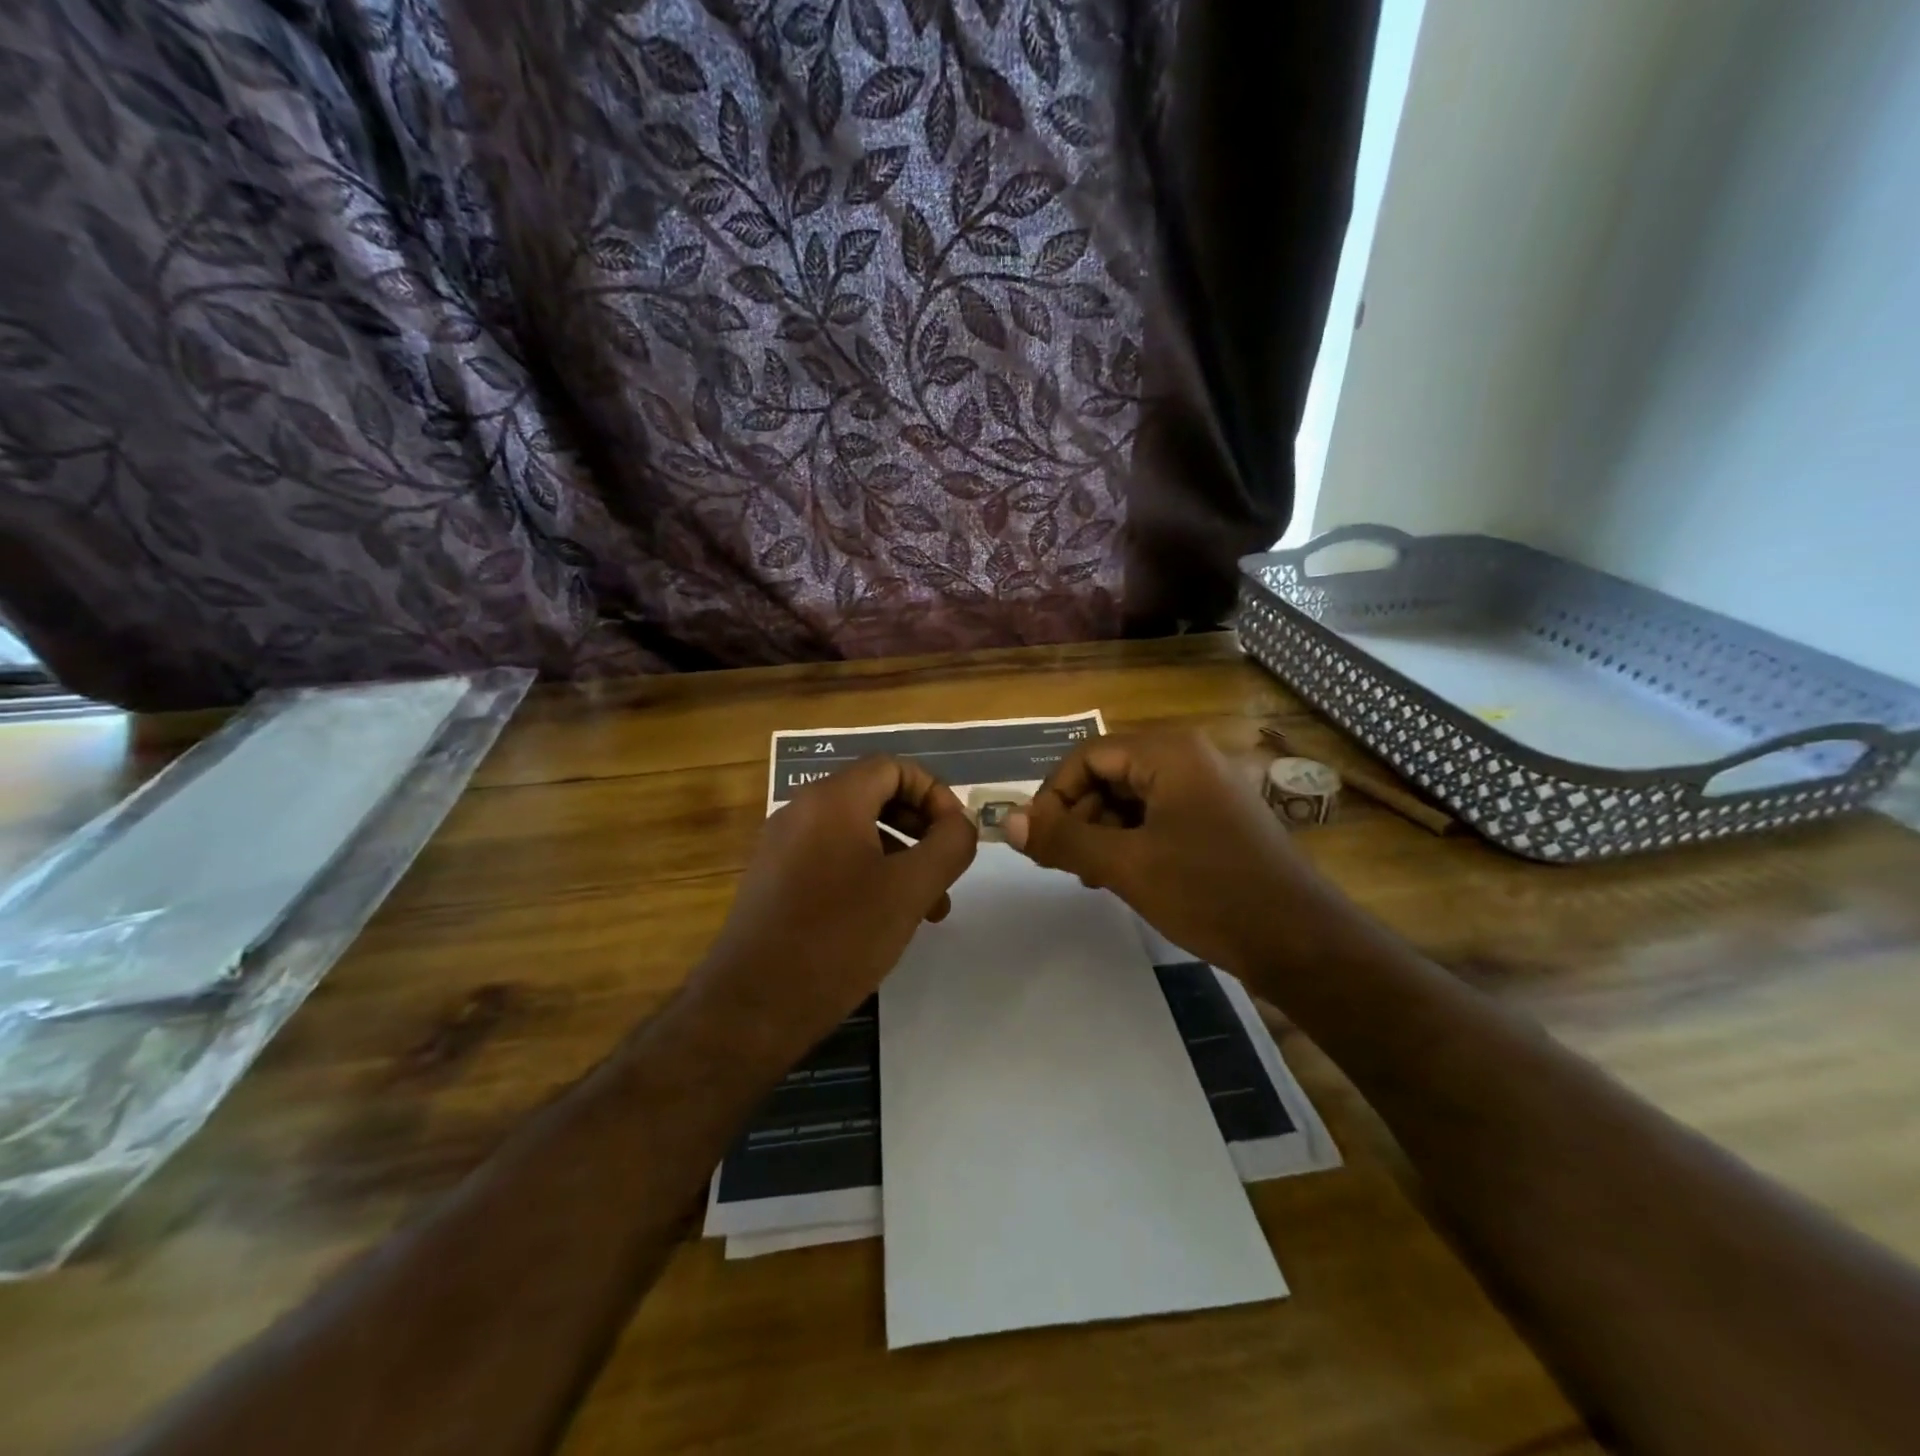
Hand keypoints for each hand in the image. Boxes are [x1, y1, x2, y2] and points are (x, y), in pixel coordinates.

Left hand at [688, 756, 977, 1056]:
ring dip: (899, 857)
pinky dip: (867, 874)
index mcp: (832, 799)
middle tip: (946, 868)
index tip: (956, 834)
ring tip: (928, 907)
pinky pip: (831, 858)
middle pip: (875, 796)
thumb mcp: (910, 889)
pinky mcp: (774, 879)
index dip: (934, 793)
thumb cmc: (839, 937)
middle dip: (920, 828)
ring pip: (855, 832)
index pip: (894, 767)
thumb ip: (949, 845)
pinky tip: (885, 919)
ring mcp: (782, 845)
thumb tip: (962, 822)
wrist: (752, 1006)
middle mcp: (801, 810)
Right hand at [1007, 732, 1326, 976]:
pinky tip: (1123, 876)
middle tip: (1064, 864)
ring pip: (1130, 799)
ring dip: (1101, 833)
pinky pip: (1156, 816)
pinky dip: (1130, 841)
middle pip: (1108, 774)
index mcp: (1169, 753)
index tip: (1038, 841)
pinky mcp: (1215, 819)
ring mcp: (1205, 789)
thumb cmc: (1210, 892)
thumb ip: (1063, 840)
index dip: (1054, 795)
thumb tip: (1005, 822)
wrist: (1300, 941)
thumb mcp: (1126, 866)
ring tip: (1093, 876)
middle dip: (1079, 817)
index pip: (1087, 756)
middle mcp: (1188, 758)